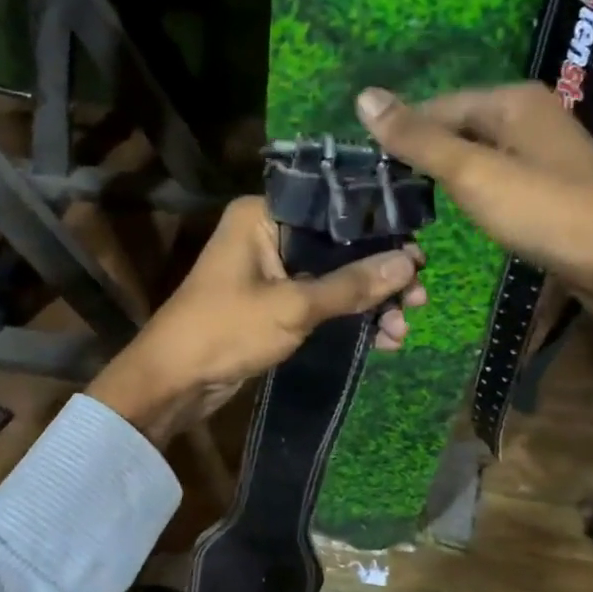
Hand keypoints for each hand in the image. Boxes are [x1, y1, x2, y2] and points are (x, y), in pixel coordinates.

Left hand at [88, 195, 425, 444]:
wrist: (173, 382)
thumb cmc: (226, 330)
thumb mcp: (294, 306)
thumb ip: (352, 284)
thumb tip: (409, 262)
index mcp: (263, 214)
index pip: (333, 208)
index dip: (379, 231)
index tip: (419, 255)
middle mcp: (267, 233)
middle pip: (339, 245)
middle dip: (379, 275)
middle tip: (419, 297)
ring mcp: (271, 269)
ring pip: (334, 276)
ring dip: (369, 301)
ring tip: (403, 328)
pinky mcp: (274, 301)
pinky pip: (321, 300)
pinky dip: (348, 316)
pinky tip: (382, 339)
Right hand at [356, 83, 592, 396]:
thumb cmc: (544, 212)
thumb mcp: (472, 174)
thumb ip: (418, 139)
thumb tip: (364, 97)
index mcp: (514, 100)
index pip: (438, 105)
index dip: (402, 133)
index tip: (369, 169)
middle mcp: (533, 114)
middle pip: (460, 126)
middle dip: (425, 154)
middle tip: (386, 191)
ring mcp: (547, 149)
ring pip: (480, 153)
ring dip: (448, 174)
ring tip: (413, 202)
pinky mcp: (555, 183)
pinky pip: (500, 174)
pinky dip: (476, 189)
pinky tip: (463, 211)